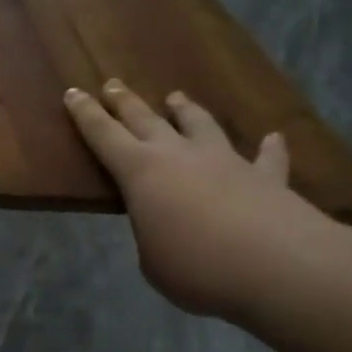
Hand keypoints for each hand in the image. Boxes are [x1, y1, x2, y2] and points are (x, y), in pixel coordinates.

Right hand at [64, 81, 327, 318]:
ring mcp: (226, 162)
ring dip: (186, 110)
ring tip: (176, 97)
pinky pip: (266, 158)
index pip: (103, 136)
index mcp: (140, 173)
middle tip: (112, 84)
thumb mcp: (153, 261)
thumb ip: (153, 237)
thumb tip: (168, 229)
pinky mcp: (267, 178)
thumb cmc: (197, 267)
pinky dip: (269, 148)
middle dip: (125, 102)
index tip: (73, 92)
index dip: (86, 114)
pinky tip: (274, 138)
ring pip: (200, 126)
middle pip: (146, 120)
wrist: (278, 267)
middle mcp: (180, 156)